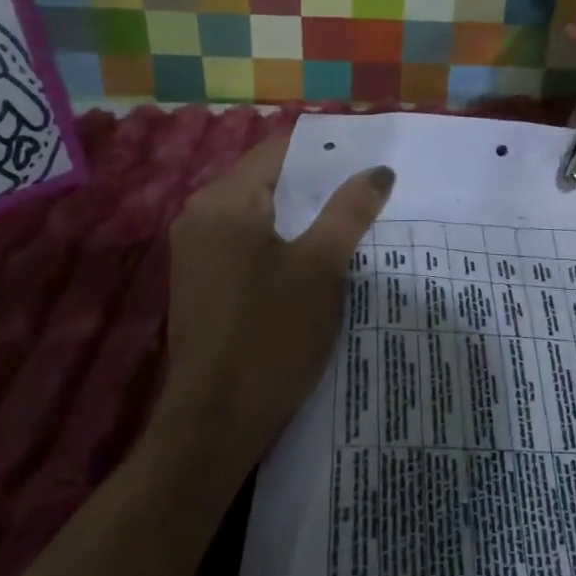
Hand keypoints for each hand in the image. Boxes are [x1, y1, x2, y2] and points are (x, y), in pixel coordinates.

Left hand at [163, 129, 394, 475]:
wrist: (215, 424)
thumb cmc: (271, 334)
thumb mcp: (321, 266)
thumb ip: (350, 211)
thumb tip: (379, 170)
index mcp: (225, 201)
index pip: (279, 151)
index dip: (325, 151)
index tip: (366, 158)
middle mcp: (201, 216)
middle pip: (267, 181)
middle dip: (317, 185)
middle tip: (368, 191)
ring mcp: (196, 253)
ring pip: (259, 216)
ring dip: (301, 217)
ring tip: (351, 222)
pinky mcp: (202, 284)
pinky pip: (246, 244)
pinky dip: (281, 243)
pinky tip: (315, 261)